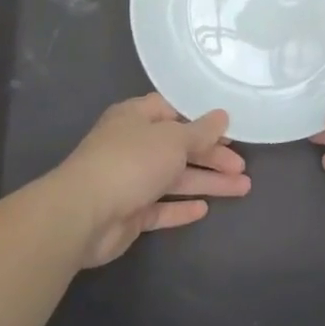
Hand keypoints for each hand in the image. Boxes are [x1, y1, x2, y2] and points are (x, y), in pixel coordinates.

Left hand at [48, 94, 250, 267]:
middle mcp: (133, 145)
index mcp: (136, 118)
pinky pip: (160, 208)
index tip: (231, 128)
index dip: (202, 119)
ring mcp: (129, 180)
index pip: (173, 110)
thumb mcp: (173, 139)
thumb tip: (222, 116)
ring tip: (242, 188)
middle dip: (212, 156)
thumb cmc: (130, 162)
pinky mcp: (128, 213)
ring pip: (175, 179)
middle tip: (242, 167)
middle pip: (179, 147)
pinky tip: (204, 210)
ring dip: (207, 182)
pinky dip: (181, 208)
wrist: (82, 215)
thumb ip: (200, 131)